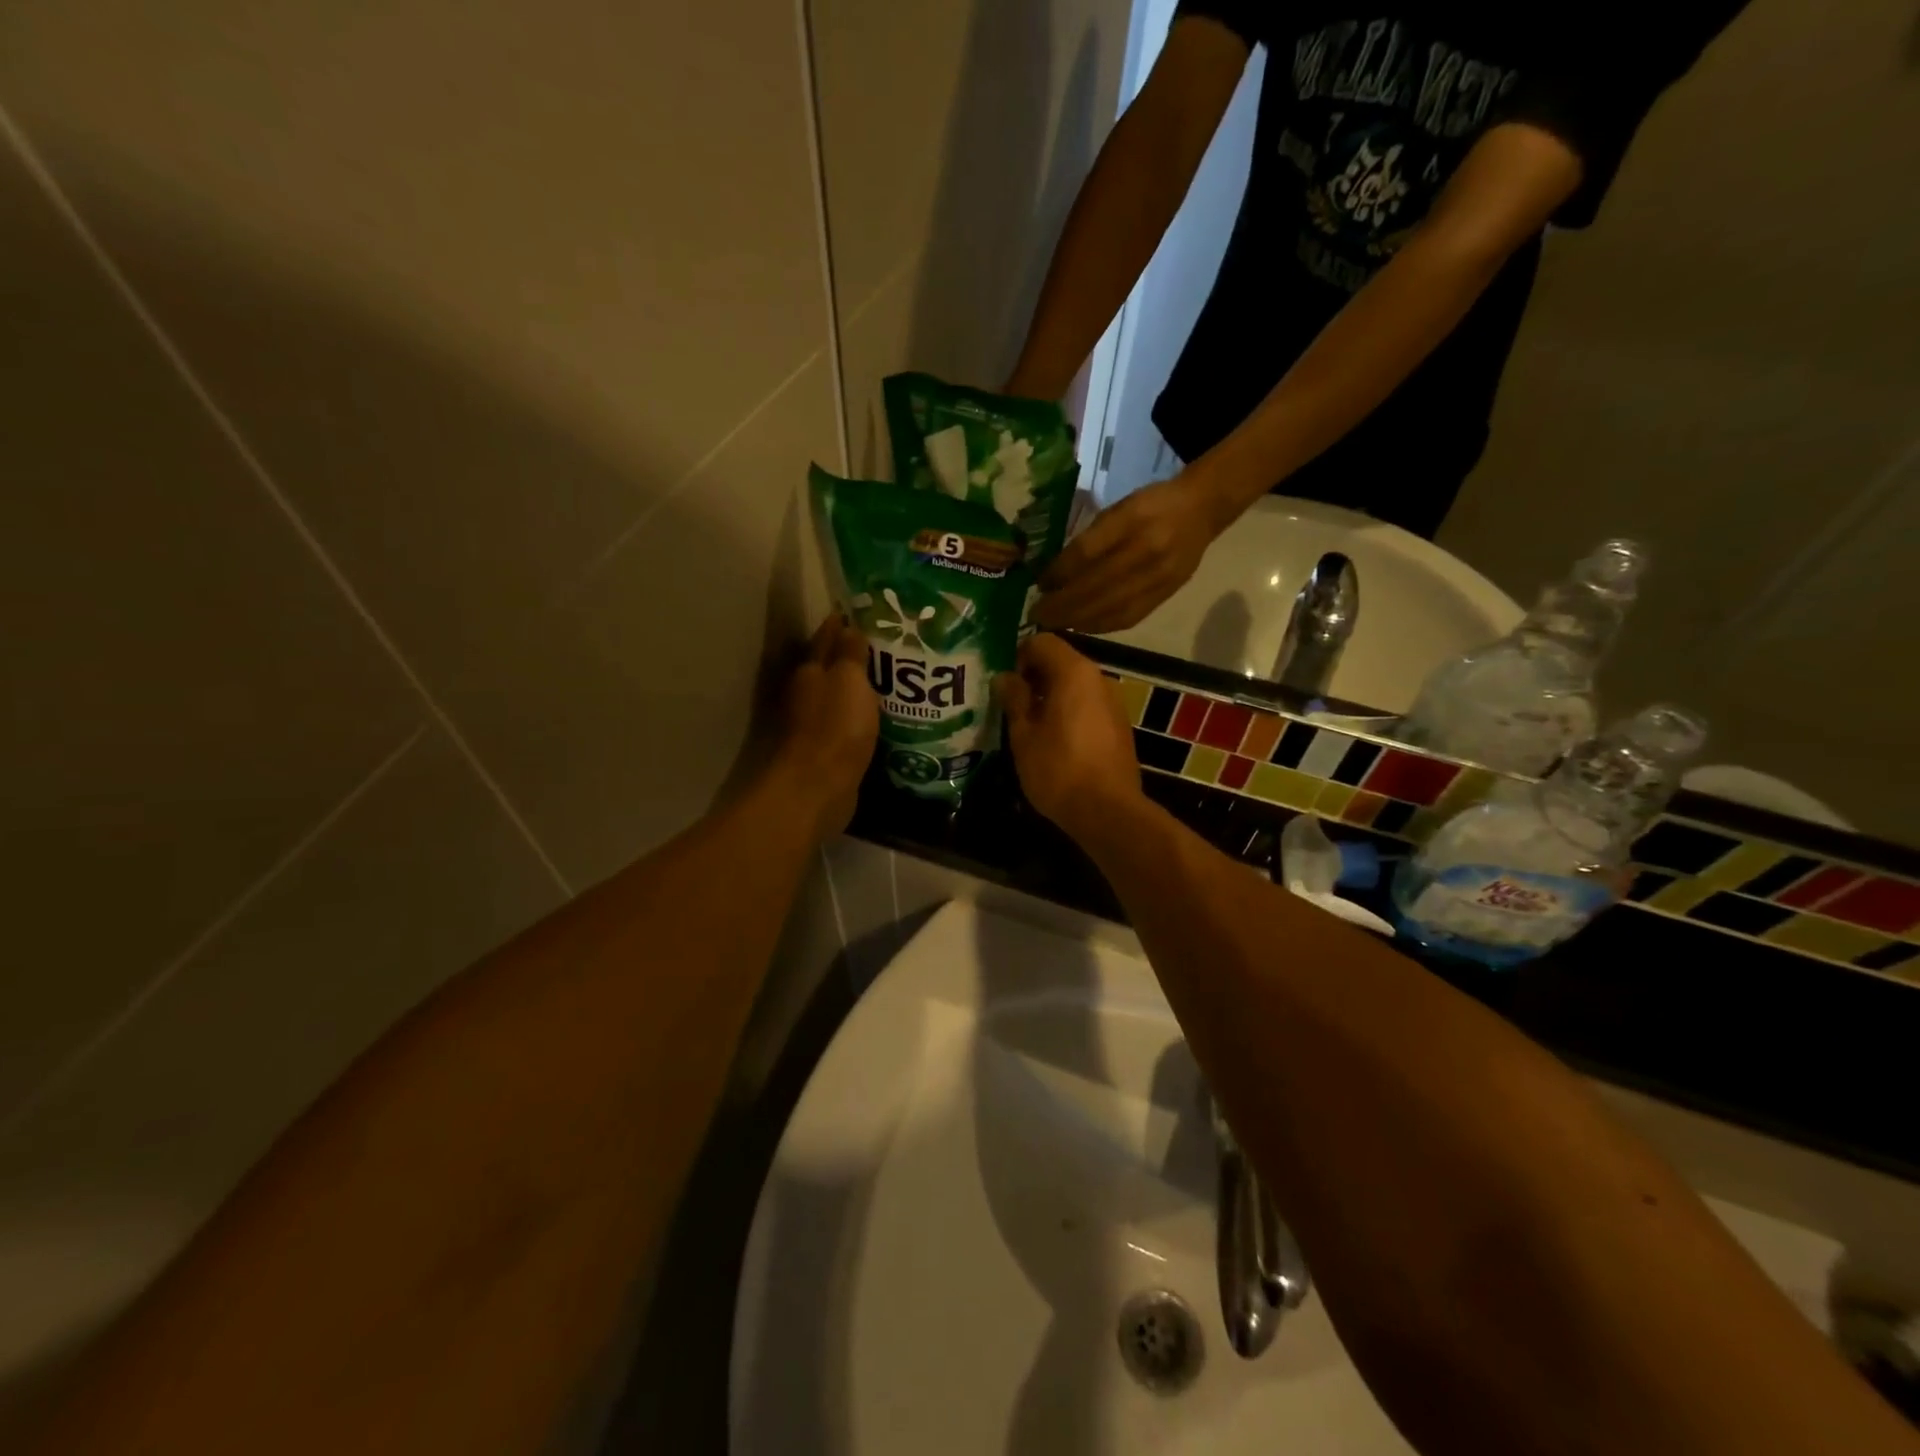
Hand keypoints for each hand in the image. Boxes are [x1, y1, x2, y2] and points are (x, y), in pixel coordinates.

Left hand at [770, 615, 879, 840]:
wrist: (818, 787)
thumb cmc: (835, 726)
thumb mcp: (848, 679)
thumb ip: (850, 652)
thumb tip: (850, 625)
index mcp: (811, 671)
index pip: (827, 637)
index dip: (844, 624)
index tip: (867, 614)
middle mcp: (808, 694)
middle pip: (832, 667)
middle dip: (855, 656)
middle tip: (891, 646)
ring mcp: (816, 724)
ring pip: (842, 697)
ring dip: (860, 689)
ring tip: (895, 680)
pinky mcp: (829, 750)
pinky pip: (850, 724)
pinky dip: (863, 717)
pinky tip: (885, 717)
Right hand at [996, 633, 1142, 838]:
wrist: (1108, 812)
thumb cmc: (1058, 769)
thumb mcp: (1024, 735)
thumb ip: (1014, 699)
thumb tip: (1004, 677)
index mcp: (1074, 672)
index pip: (1042, 641)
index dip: (1018, 655)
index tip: (1002, 683)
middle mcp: (1099, 678)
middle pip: (1061, 661)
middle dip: (1033, 677)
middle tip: (1009, 703)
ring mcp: (1113, 702)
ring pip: (1075, 685)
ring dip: (1050, 696)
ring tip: (1027, 724)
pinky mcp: (1119, 726)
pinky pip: (1087, 705)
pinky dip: (1068, 712)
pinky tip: (1052, 740)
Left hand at [1034, 474, 1220, 631]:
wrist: (1200, 511)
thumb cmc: (1151, 506)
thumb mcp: (1117, 509)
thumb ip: (1089, 540)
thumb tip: (1053, 575)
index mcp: (1132, 519)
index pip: (1088, 552)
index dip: (1060, 573)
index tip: (1039, 586)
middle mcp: (1147, 549)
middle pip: (1097, 586)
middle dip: (1062, 605)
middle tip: (1037, 615)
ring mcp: (1160, 575)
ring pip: (1111, 607)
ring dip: (1078, 620)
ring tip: (1054, 625)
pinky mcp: (1166, 594)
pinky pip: (1129, 617)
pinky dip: (1101, 626)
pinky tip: (1082, 627)